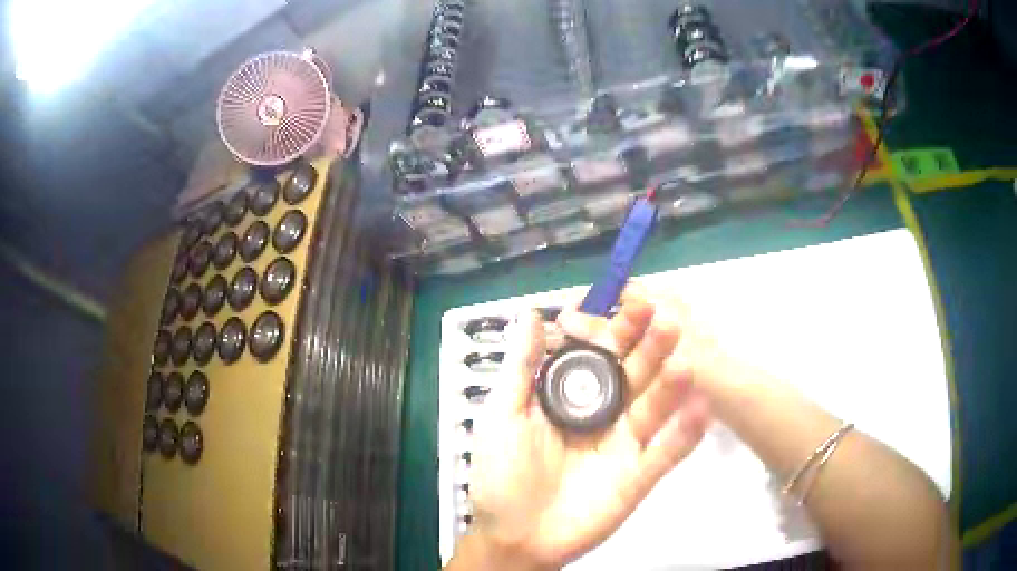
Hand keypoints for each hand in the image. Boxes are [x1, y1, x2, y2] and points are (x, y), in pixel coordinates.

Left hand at [460, 287, 710, 569]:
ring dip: (672, 384)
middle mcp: (604, 415)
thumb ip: (521, 367)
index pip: (599, 354)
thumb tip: (531, 313)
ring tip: (687, 359)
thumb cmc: (502, 475)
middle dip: (649, 347)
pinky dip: (685, 433)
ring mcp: (624, 446)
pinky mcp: (637, 476)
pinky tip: (702, 408)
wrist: (514, 537)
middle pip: (633, 375)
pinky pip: (665, 453)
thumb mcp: (504, 415)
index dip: (614, 328)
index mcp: (571, 398)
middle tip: (667, 318)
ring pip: (653, 408)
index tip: (630, 299)